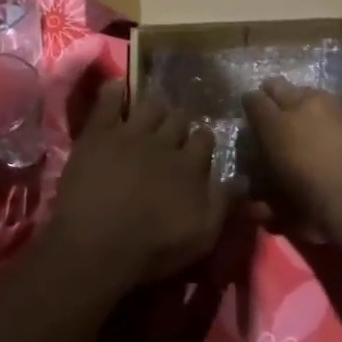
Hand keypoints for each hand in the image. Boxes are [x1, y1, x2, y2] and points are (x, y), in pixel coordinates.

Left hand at [48, 86, 228, 285]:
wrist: (95, 247)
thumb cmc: (152, 249)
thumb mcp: (202, 236)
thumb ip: (225, 204)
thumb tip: (246, 179)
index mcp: (191, 165)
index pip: (205, 139)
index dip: (201, 143)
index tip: (197, 150)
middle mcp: (165, 142)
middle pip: (179, 119)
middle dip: (178, 125)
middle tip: (171, 136)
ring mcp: (130, 133)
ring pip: (150, 106)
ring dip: (152, 110)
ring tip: (147, 120)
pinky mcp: (99, 132)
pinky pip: (109, 98)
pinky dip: (115, 92)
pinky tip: (118, 92)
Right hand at [242, 78, 341, 236]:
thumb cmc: (316, 206)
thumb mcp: (281, 211)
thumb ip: (262, 202)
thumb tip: (251, 202)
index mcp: (274, 125)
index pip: (252, 100)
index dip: (249, 107)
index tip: (249, 118)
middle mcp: (299, 105)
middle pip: (278, 86)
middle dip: (272, 96)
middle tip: (273, 115)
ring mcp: (331, 104)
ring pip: (307, 91)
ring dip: (300, 102)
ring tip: (303, 121)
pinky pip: (332, 104)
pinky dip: (326, 113)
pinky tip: (330, 129)